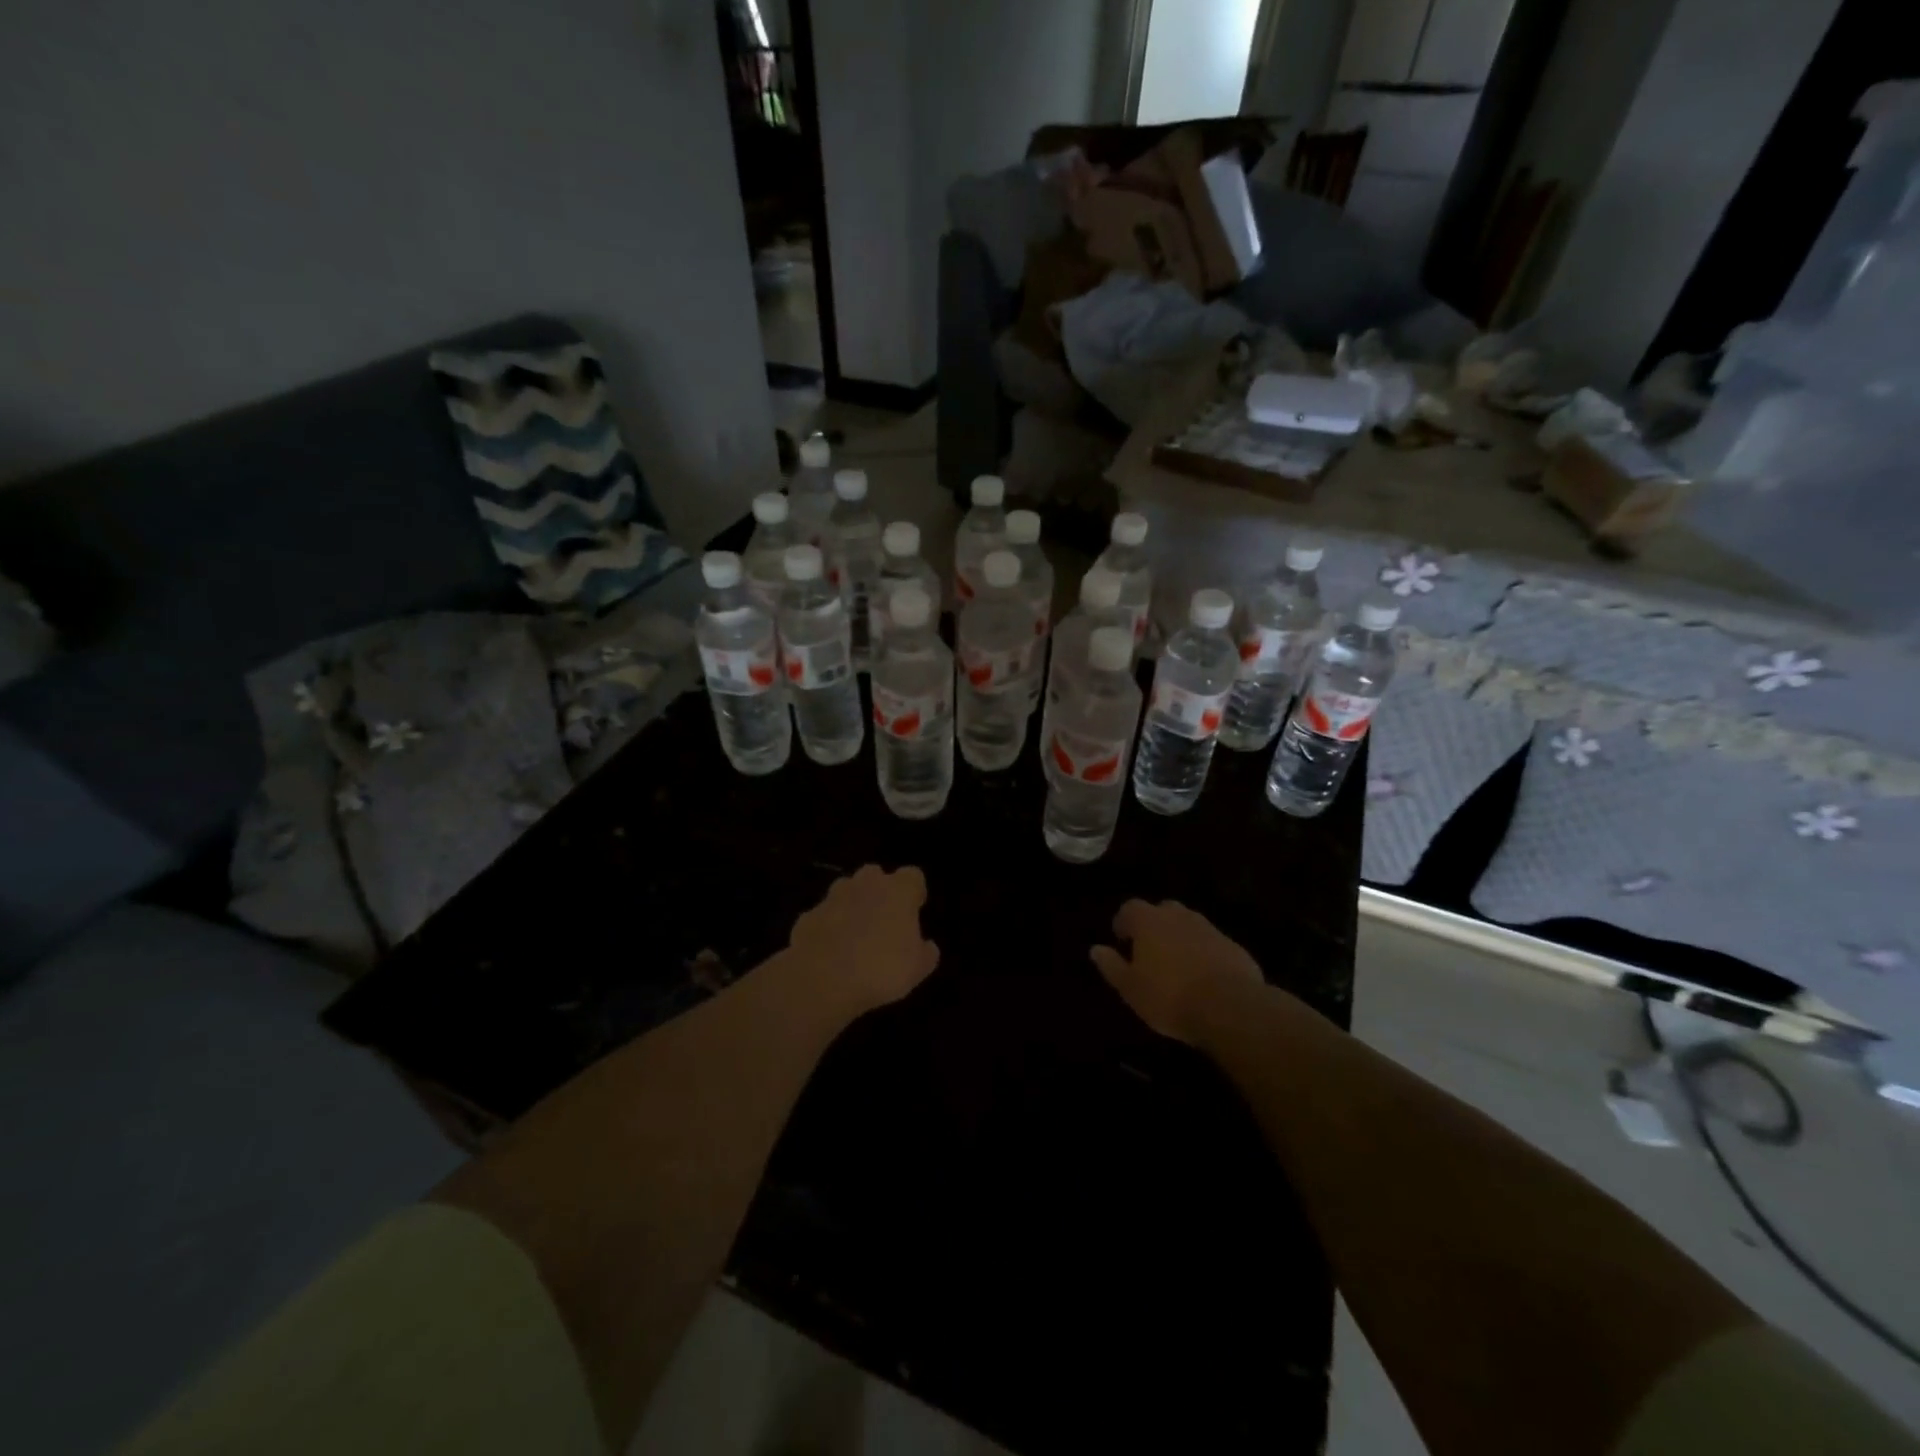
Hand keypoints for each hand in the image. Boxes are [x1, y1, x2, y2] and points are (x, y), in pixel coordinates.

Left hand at [785, 865, 939, 1017]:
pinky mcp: (808, 915)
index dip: (914, 893)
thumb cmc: (881, 969)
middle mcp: (865, 885)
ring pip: (845, 891)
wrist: (822, 980)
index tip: (914, 911)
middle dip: (879, 892)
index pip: (913, 876)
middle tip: (882, 921)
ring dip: (851, 906)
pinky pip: (823, 916)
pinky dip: (827, 928)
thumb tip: (927, 945)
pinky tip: (829, 952)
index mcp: (898, 891)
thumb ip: (926, 952)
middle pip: (875, 875)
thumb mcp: (918, 969)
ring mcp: (832, 897)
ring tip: (854, 938)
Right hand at [1090, 899, 1263, 1046]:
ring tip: (1177, 966)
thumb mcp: (1130, 988)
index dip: (1124, 922)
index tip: (1122, 941)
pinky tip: (1203, 977)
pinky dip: (1203, 953)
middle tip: (1150, 952)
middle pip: (1162, 911)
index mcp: (1148, 921)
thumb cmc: (1169, 996)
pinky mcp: (1232, 946)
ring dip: (1180, 938)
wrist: (1229, 1007)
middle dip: (1154, 926)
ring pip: (1188, 925)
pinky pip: (1211, 943)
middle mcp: (1178, 916)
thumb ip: (1112, 966)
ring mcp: (1209, 928)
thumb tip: (1096, 949)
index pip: (1130, 908)